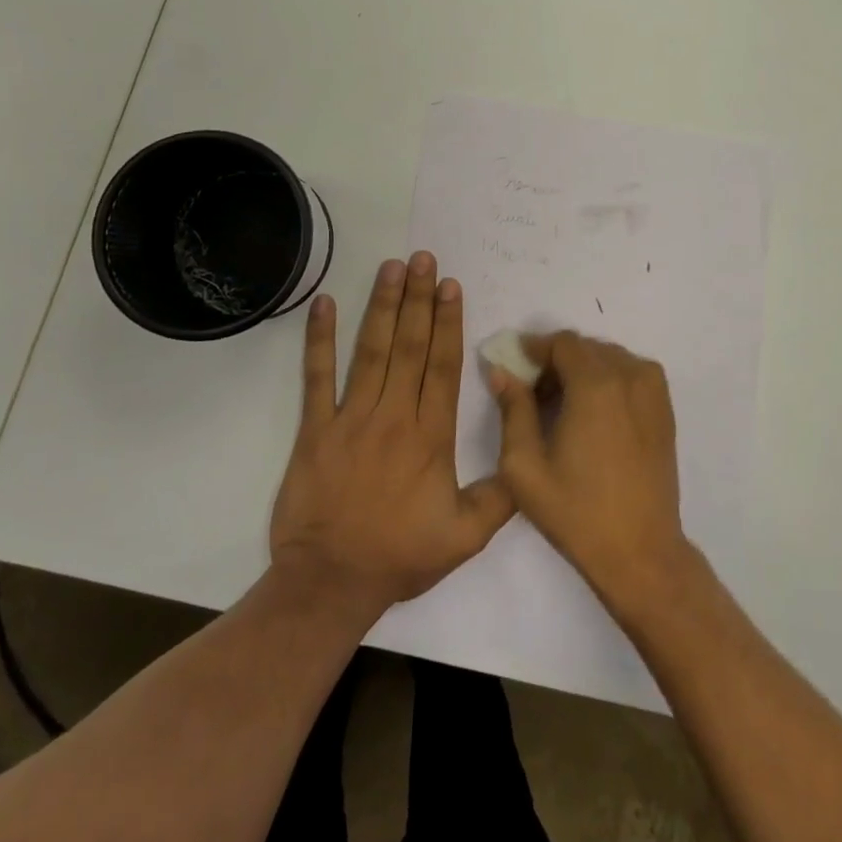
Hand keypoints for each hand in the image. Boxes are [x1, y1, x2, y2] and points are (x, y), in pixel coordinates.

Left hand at [270, 253, 514, 622]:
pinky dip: (319, 339)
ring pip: (370, 352)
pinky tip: (324, 304)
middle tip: (424, 258)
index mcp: (430, 438)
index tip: (451, 285)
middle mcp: (392, 417)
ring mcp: (350, 419)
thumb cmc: (399, 556)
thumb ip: (501, 497)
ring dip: (382, 306)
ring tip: (392, 267)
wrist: (329, 583)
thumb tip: (526, 459)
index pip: (442, 367)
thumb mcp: (466, 538)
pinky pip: (316, 377)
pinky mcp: (314, 429)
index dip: (448, 323)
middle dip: (419, 299)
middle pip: (408, 347)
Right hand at [488, 332, 690, 607]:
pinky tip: (593, 414)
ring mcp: (653, 391)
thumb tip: (502, 371)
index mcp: (596, 385)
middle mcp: (630, 376)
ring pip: (609, 358)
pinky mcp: (665, 409)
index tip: (514, 367)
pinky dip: (608, 379)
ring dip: (583, 369)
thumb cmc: (576, 511)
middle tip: (532, 392)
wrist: (640, 552)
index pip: (563, 342)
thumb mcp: (525, 466)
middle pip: (586, 348)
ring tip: (562, 406)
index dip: (535, 348)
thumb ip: (512, 409)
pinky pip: (631, 374)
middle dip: (556, 360)